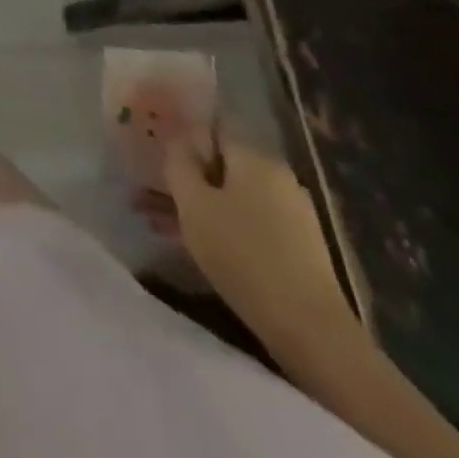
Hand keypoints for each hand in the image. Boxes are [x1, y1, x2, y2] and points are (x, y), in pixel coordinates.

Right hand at [161, 132, 358, 349]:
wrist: (310, 330)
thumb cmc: (242, 254)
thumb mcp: (194, 203)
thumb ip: (179, 162)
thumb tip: (176, 137)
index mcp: (255, 157)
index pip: (212, 127)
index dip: (181, 135)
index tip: (154, 150)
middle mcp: (277, 177)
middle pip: (220, 165)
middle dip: (183, 176)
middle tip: (147, 189)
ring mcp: (291, 213)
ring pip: (230, 196)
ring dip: (196, 203)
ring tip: (156, 220)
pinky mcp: (297, 247)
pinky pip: (246, 221)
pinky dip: (219, 225)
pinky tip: (192, 242)